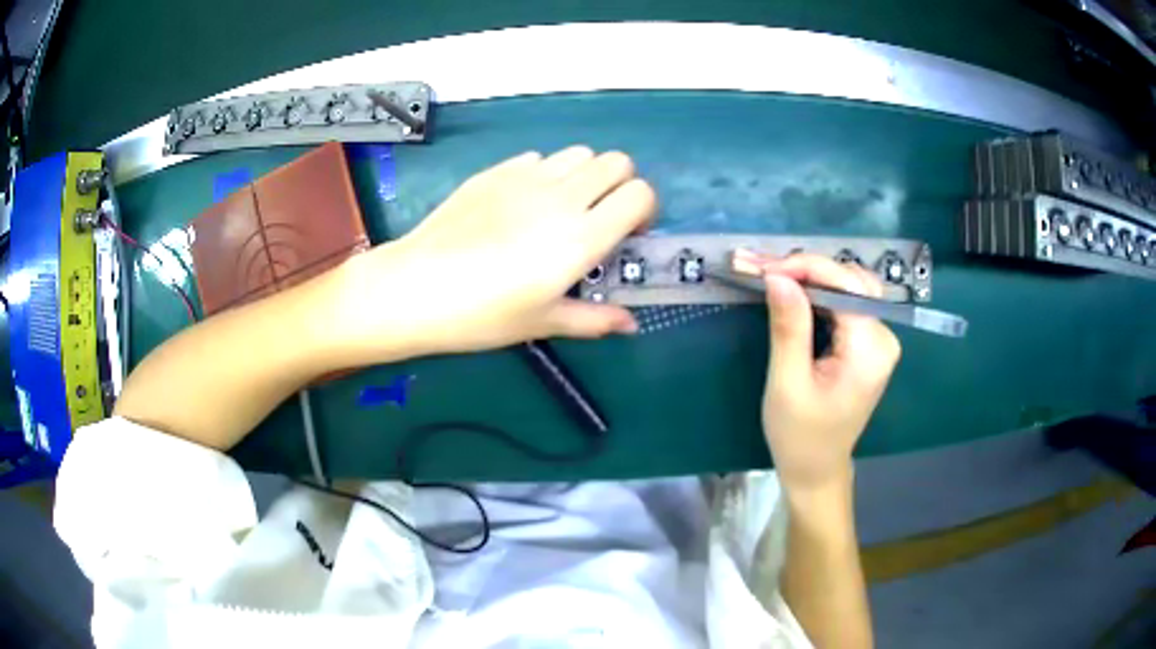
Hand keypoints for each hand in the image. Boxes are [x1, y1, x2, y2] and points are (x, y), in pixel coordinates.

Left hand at [334, 147, 655, 358]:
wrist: (416, 287)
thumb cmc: (483, 315)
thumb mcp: (544, 322)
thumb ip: (595, 319)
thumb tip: (631, 324)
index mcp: (582, 237)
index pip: (640, 194)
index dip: (644, 209)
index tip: (627, 233)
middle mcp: (562, 197)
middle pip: (616, 162)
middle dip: (619, 185)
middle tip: (599, 217)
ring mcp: (526, 178)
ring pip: (579, 153)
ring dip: (584, 175)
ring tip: (562, 207)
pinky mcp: (496, 171)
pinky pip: (538, 158)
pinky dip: (546, 173)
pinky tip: (522, 203)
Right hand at [734, 251, 900, 492]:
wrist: (816, 469)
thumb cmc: (799, 435)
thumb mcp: (787, 383)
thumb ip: (789, 327)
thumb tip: (778, 276)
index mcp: (870, 349)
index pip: (844, 285)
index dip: (803, 267)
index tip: (760, 267)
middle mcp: (884, 336)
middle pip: (850, 279)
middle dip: (804, 268)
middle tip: (759, 268)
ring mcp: (879, 338)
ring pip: (848, 286)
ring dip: (809, 276)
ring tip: (769, 274)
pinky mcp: (868, 342)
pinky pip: (846, 303)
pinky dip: (817, 292)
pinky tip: (790, 290)